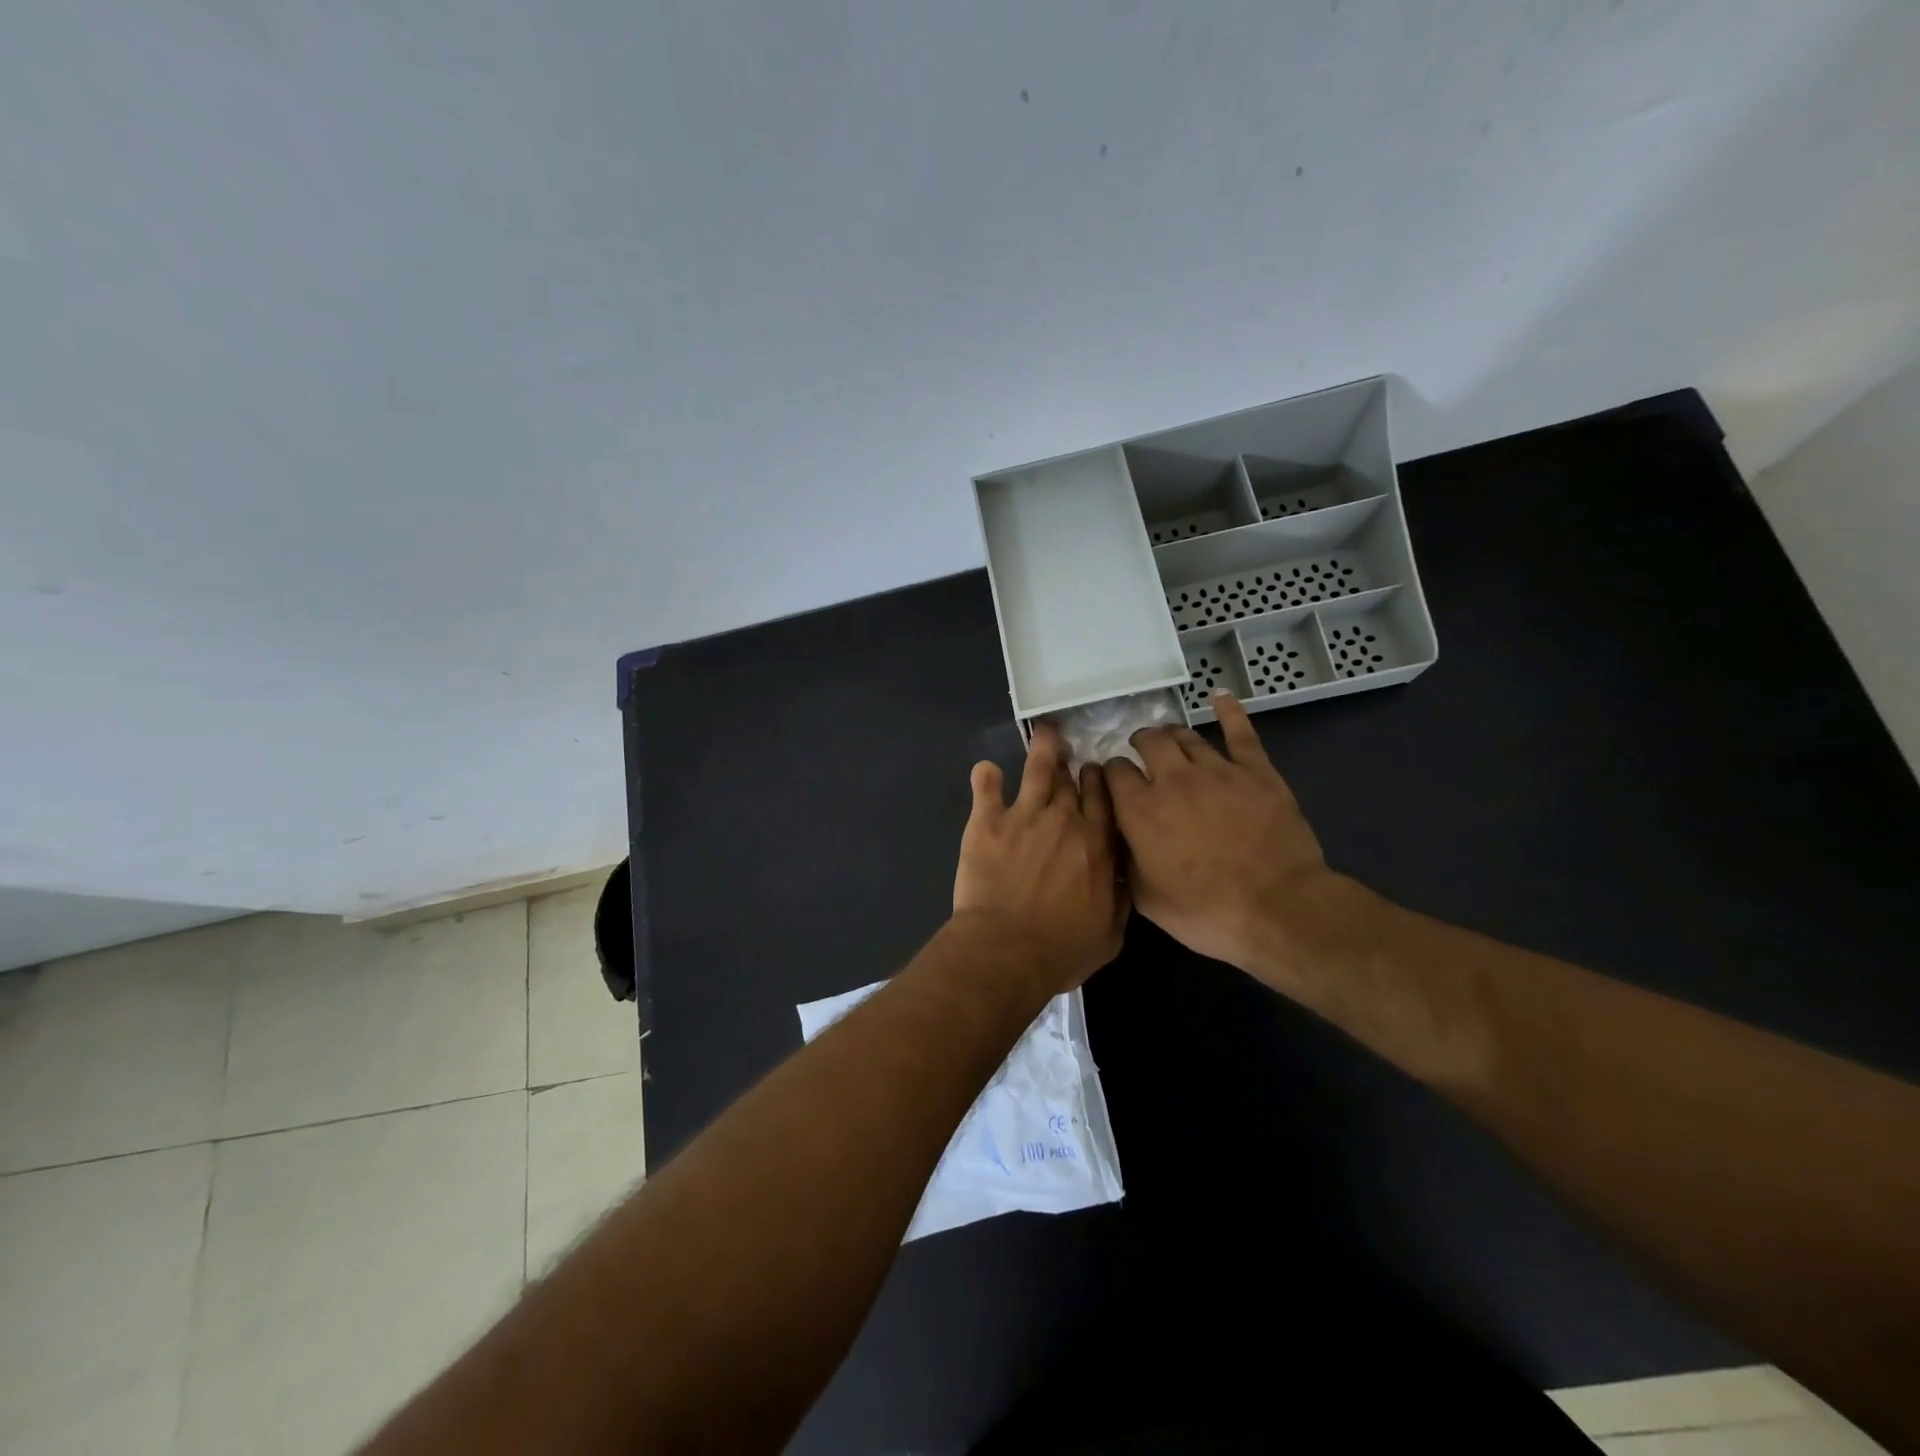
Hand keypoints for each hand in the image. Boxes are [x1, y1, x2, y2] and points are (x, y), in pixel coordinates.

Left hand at [953, 723, 1126, 990]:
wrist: (1007, 950)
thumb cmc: (1061, 950)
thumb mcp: (1110, 933)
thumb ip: (1120, 897)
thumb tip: (1126, 873)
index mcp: (1098, 844)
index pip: (1105, 799)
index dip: (1102, 782)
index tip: (1098, 774)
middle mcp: (1065, 820)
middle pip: (1073, 781)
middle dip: (1074, 766)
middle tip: (1072, 755)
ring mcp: (1025, 815)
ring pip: (1038, 769)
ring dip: (1043, 748)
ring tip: (1045, 732)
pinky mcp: (988, 821)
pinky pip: (987, 786)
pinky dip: (986, 776)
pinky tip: (986, 769)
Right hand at [1104, 692, 1361, 992]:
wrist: (1279, 909)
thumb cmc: (1207, 912)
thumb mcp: (1147, 900)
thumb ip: (1125, 861)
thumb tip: (1116, 839)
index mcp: (1140, 810)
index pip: (1113, 772)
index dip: (1109, 774)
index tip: (1112, 782)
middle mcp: (1173, 779)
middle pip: (1148, 742)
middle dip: (1139, 744)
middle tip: (1142, 756)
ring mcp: (1217, 770)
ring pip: (1186, 736)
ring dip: (1173, 736)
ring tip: (1171, 742)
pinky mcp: (1256, 771)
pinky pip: (1240, 732)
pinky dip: (1229, 712)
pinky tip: (1221, 697)